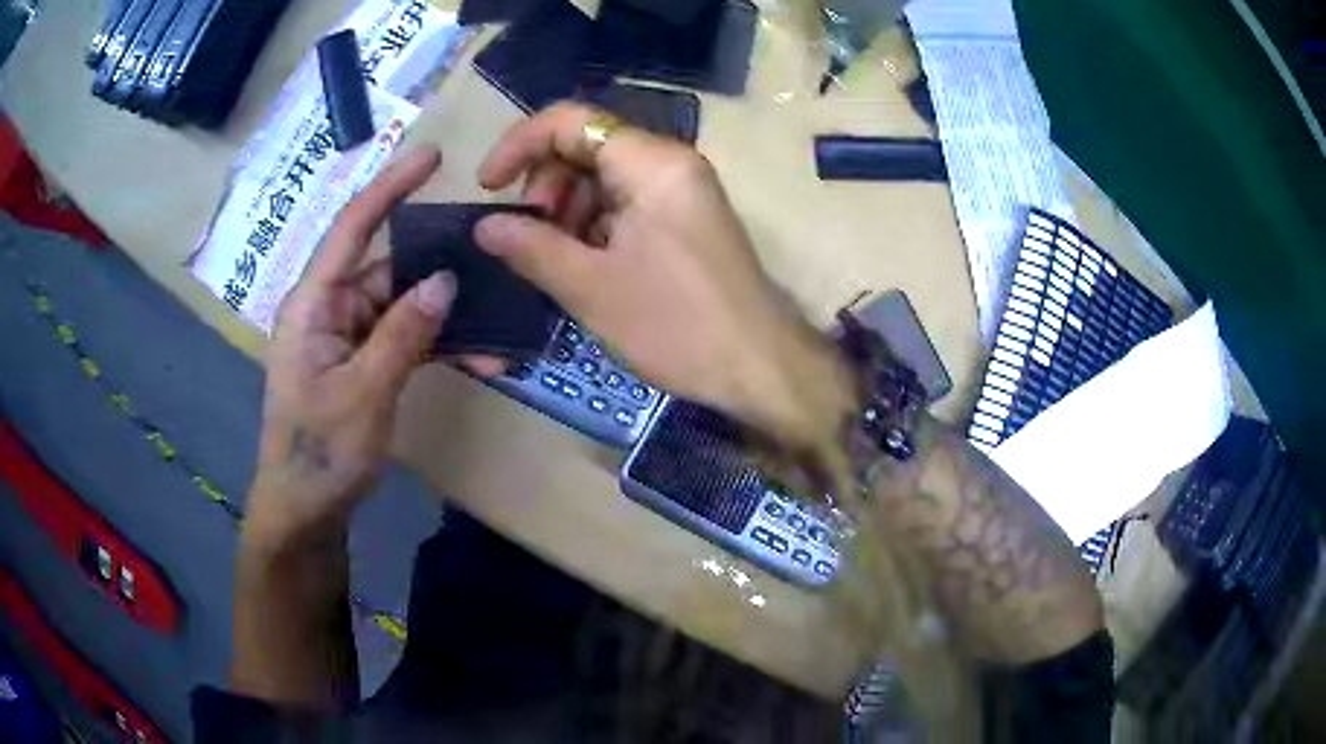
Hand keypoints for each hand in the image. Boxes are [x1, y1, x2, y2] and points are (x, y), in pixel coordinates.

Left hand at [248, 148, 453, 547]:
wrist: (307, 509)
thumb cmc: (321, 450)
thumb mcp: (363, 392)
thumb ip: (402, 333)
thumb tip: (444, 279)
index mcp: (314, 303)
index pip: (352, 228)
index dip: (390, 187)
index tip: (433, 157)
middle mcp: (331, 309)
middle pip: (388, 267)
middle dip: (439, 263)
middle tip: (493, 249)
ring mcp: (350, 337)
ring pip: (404, 306)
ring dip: (449, 315)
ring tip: (501, 317)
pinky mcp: (365, 363)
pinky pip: (406, 339)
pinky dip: (440, 345)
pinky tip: (483, 356)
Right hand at [474, 104, 855, 451]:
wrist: (760, 367)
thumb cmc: (677, 326)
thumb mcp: (592, 288)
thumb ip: (531, 248)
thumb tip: (484, 226)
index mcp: (651, 163)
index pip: (570, 121)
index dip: (518, 145)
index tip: (487, 189)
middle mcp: (670, 162)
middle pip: (586, 146)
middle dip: (545, 185)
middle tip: (528, 239)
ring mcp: (682, 190)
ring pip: (604, 178)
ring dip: (567, 211)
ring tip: (555, 261)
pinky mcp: (686, 219)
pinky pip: (627, 204)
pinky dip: (595, 226)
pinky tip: (585, 266)